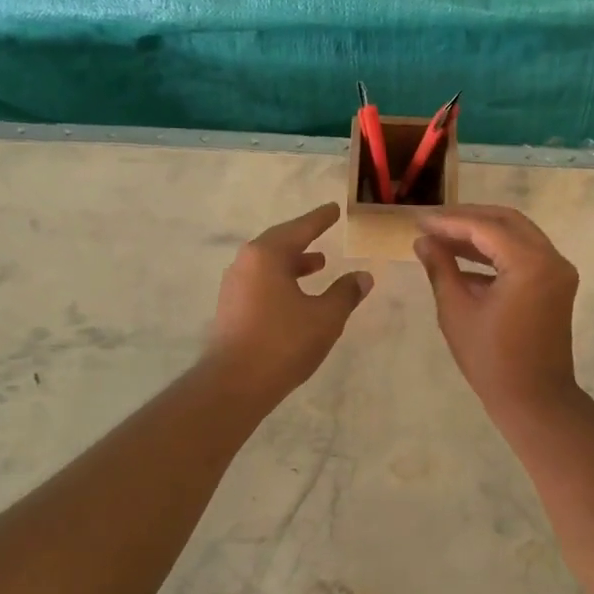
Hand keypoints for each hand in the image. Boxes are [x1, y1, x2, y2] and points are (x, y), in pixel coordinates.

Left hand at [206, 203, 372, 402]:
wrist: (235, 384)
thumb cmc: (283, 342)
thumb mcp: (325, 317)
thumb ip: (345, 293)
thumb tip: (363, 276)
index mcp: (266, 255)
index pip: (299, 229)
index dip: (320, 219)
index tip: (333, 209)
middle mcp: (245, 263)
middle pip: (279, 243)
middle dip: (304, 240)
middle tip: (324, 232)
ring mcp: (234, 286)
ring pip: (268, 265)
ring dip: (293, 262)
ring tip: (318, 265)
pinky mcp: (230, 308)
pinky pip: (260, 282)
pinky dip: (281, 280)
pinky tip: (296, 296)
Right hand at [413, 205, 580, 420]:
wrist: (535, 401)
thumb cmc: (492, 360)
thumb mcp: (457, 311)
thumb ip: (441, 268)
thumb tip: (423, 241)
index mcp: (530, 264)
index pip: (485, 228)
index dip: (449, 221)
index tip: (419, 220)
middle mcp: (551, 259)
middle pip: (506, 221)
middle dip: (467, 218)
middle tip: (432, 223)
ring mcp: (558, 271)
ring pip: (517, 235)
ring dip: (481, 234)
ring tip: (442, 238)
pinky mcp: (555, 284)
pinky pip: (524, 254)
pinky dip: (495, 252)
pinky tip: (463, 260)